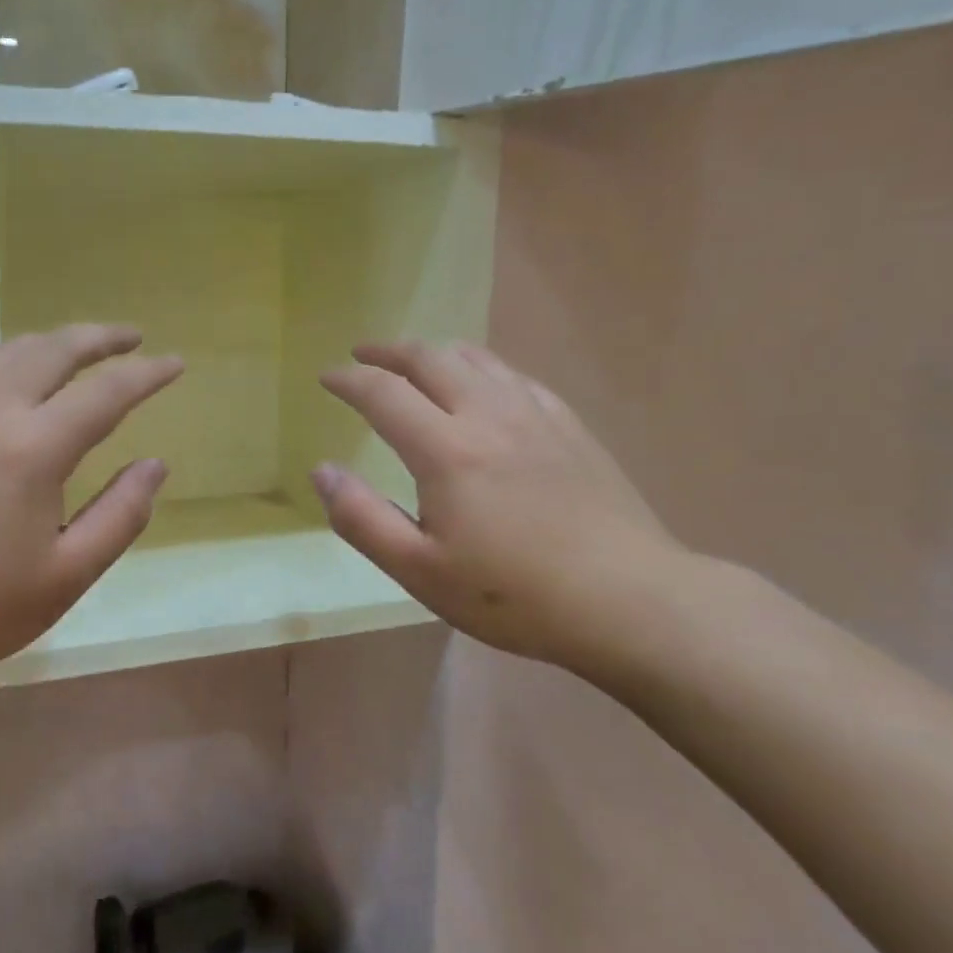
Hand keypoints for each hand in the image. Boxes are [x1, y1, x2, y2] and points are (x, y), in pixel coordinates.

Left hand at [0, 325, 181, 749]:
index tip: (176, 364)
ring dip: (54, 341)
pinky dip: (18, 359)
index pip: (104, 392)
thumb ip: (120, 515)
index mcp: (32, 448)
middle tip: (133, 337)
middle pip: (52, 350)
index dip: (146, 374)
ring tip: (83, 349)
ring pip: (9, 352)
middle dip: (99, 337)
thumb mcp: (67, 575)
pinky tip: (24, 384)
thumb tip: (155, 466)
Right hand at [313, 341, 689, 671]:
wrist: (630, 600)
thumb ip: (362, 519)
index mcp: (446, 451)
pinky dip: (481, 368)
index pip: (384, 393)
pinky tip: (482, 384)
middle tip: (363, 356)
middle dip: (389, 352)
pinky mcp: (570, 426)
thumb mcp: (420, 571)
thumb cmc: (513, 595)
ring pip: (476, 359)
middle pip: (431, 358)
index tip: (327, 377)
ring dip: (435, 352)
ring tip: (415, 361)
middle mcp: (488, 416)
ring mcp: (536, 415)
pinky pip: (515, 376)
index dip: (349, 380)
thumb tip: (322, 470)